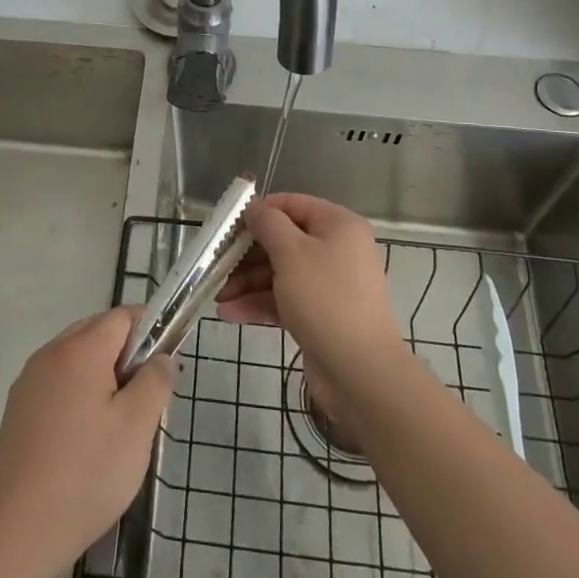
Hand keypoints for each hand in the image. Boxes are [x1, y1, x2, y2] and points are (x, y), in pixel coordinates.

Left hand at [0, 306, 173, 577]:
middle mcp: (49, 354)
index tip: (165, 364)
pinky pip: (56, 382)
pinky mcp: (17, 409)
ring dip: (101, 373)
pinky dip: (77, 392)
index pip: (121, 317)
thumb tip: (163, 356)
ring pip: (75, 358)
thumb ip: (155, 381)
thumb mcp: (137, 427)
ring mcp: (28, 381)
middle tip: (144, 396)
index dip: (149, 330)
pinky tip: (85, 436)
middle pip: (96, 332)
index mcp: (79, 350)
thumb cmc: (88, 473)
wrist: (22, 532)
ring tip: (118, 420)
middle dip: (125, 353)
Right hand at [216, 194, 410, 411]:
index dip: (259, 212)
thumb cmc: (325, 299)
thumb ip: (268, 223)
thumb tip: (254, 207)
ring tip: (219, 298)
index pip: (292, 204)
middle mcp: (337, 249)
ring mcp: (329, 284)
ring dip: (248, 282)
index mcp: (338, 225)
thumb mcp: (291, 252)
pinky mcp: (321, 314)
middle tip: (218, 266)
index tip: (229, 227)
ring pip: (281, 272)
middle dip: (247, 255)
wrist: (360, 372)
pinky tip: (230, 313)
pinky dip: (259, 303)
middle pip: (283, 241)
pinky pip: (285, 299)